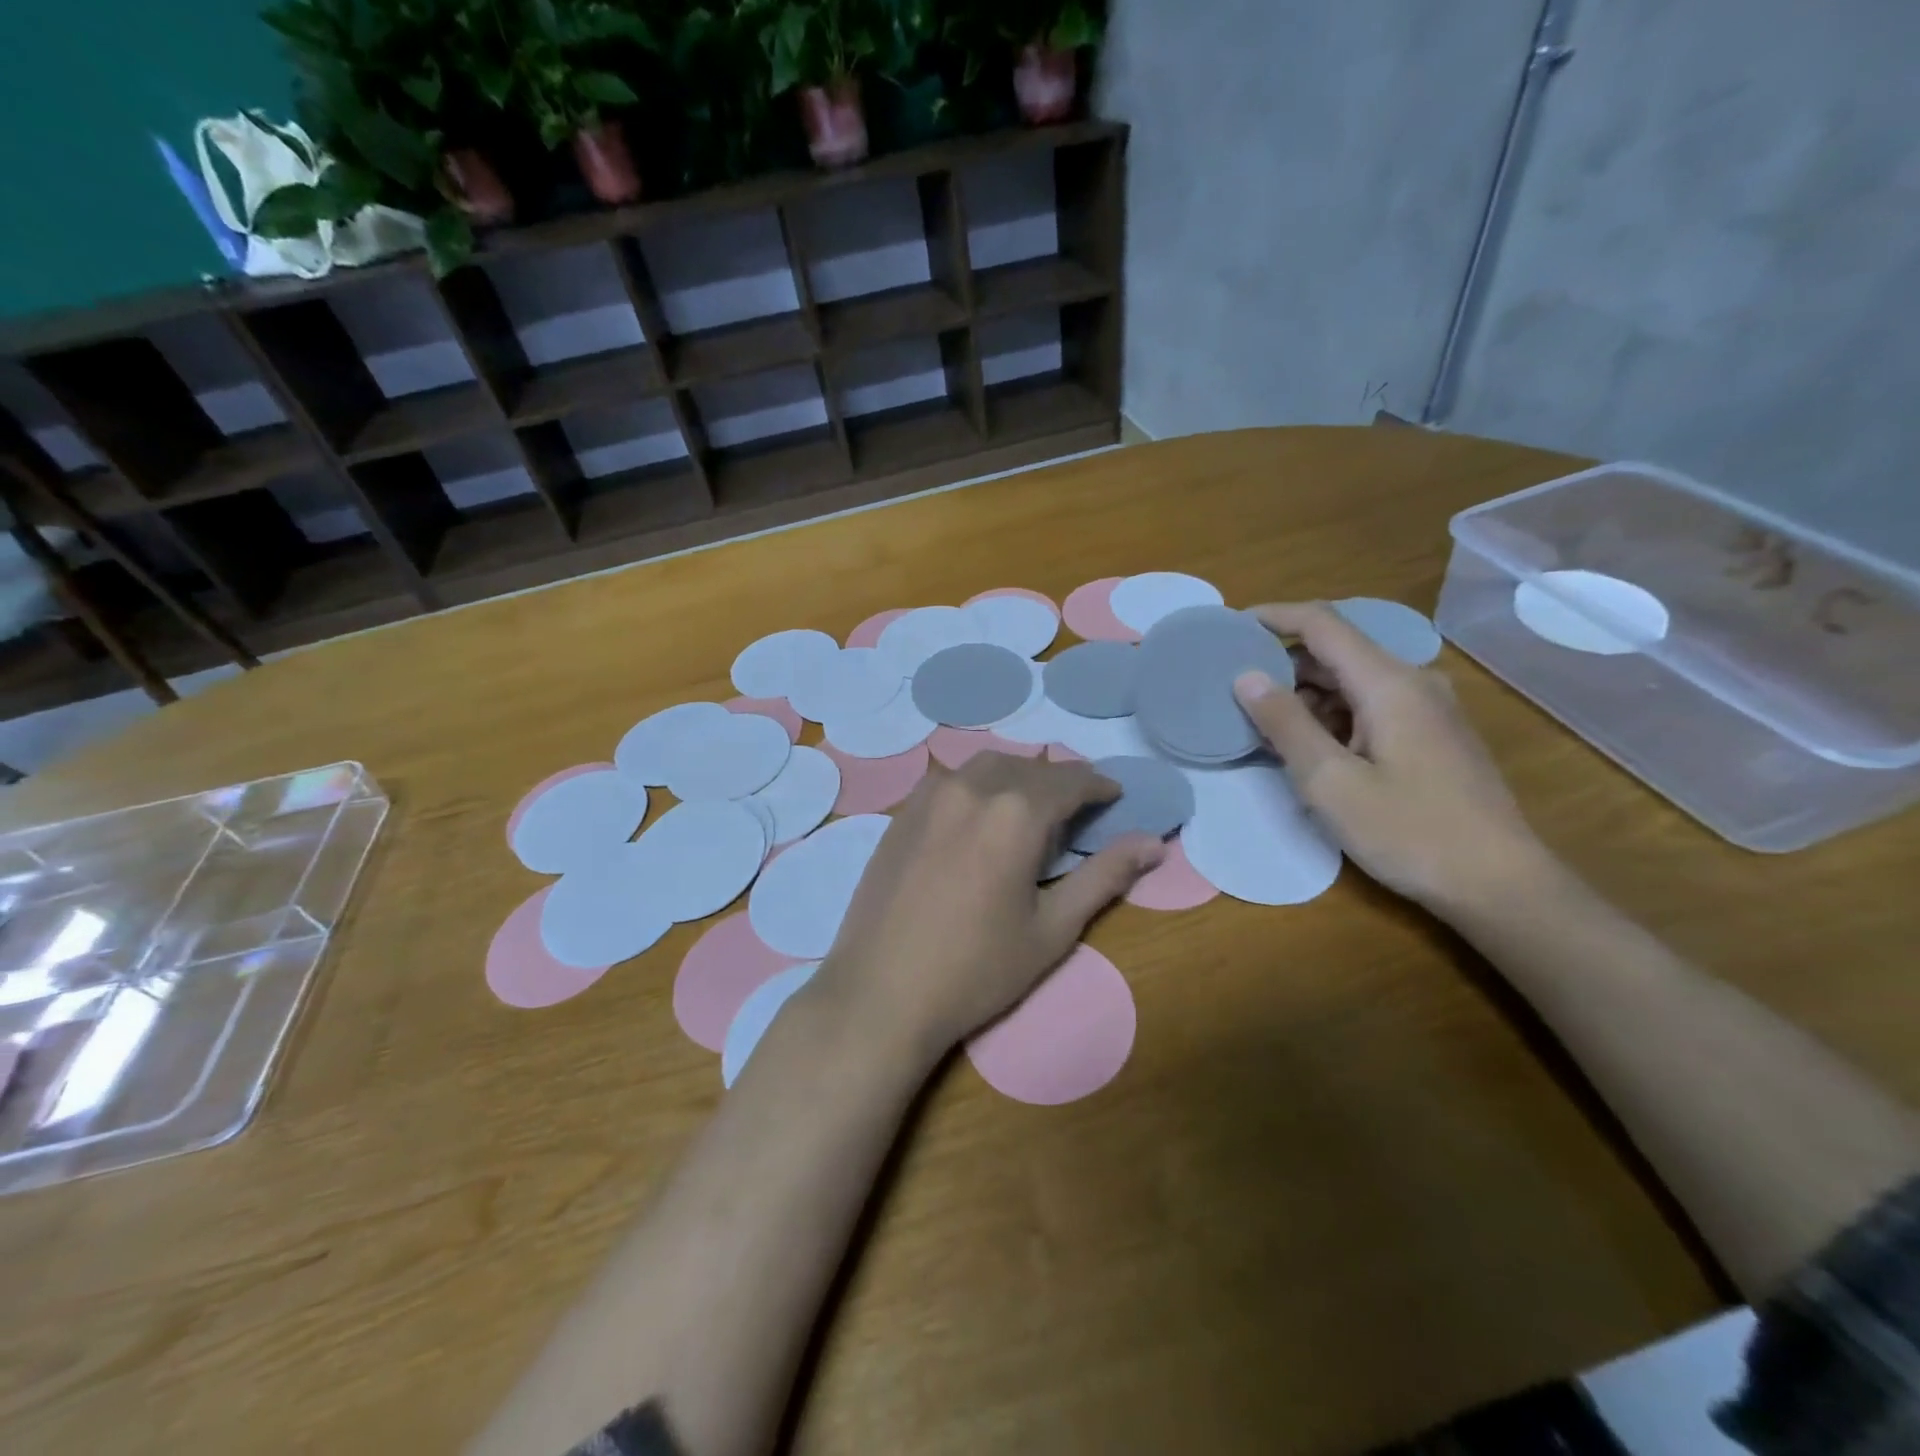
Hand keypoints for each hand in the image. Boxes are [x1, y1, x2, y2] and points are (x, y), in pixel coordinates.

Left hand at [808, 754, 1165, 1062]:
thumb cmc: (977, 970)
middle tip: (1077, 807)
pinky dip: (978, 785)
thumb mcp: (1052, 929)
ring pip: (986, 766)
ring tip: (1031, 807)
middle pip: (1028, 766)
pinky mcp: (901, 814)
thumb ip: (1105, 876)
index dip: (1098, 786)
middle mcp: (971, 788)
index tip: (1114, 796)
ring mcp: (929, 797)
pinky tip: (979, 816)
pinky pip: (950, 781)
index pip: (1070, 781)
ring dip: (1017, 776)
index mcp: (1015, 812)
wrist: (881, 993)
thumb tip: (1154, 843)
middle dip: (1059, 780)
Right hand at [1232, 602, 1550, 912]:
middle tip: (1235, 690)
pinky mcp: (1432, 736)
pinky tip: (1308, 750)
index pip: (1323, 624)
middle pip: (1336, 652)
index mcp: (1389, 683)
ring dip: (1305, 697)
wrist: (1499, 884)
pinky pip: (1369, 707)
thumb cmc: (1409, 832)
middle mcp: (1412, 683)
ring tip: (1263, 727)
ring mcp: (1427, 710)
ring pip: (1351, 683)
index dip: (1273, 617)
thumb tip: (1246, 676)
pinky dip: (1331, 717)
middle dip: (1283, 665)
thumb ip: (1286, 723)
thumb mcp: (1330, 782)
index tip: (1229, 626)